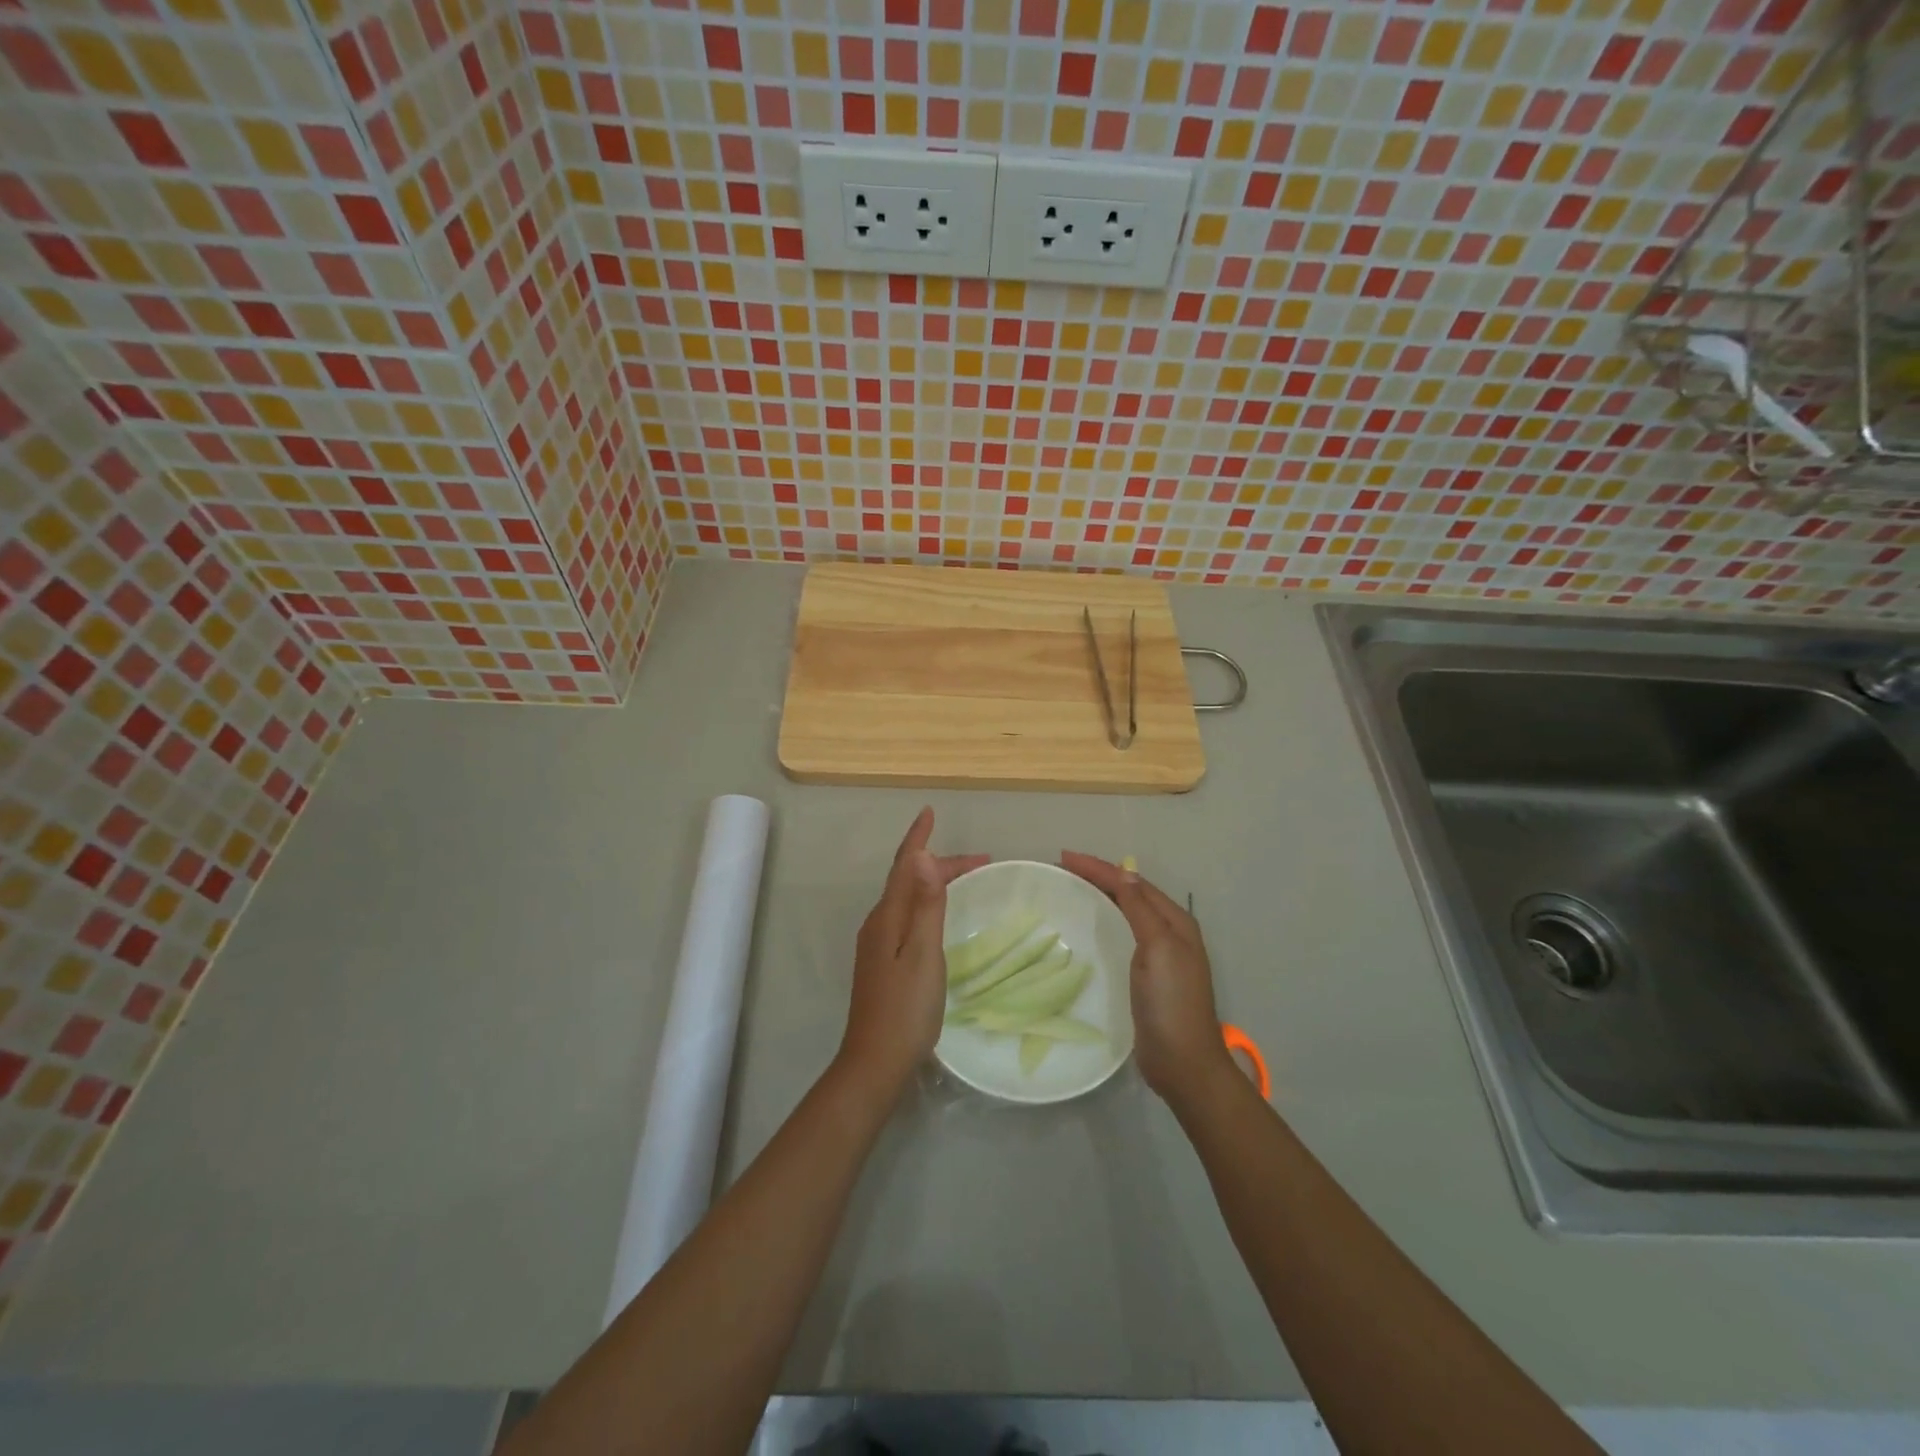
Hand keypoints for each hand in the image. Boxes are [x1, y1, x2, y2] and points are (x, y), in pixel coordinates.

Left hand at [838, 808, 988, 1101]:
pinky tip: (938, 915)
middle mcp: (878, 924)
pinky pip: (907, 916)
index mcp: (887, 917)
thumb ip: (925, 905)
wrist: (875, 1062)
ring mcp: (877, 944)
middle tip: (982, 861)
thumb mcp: (923, 954)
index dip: (917, 837)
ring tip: (965, 879)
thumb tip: (923, 855)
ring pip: (908, 898)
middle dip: (939, 863)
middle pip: (907, 879)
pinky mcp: (882, 962)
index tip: (930, 811)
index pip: (903, 865)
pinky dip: (927, 902)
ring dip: (934, 882)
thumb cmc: (906, 1008)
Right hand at [1060, 852, 1234, 1106]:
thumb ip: (1141, 909)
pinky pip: (1121, 936)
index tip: (1064, 857)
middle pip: (1130, 893)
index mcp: (1175, 922)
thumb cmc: (1172, 1002)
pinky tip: (1088, 927)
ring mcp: (1158, 955)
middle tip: (1063, 868)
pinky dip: (1103, 922)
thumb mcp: (1159, 948)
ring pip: (1125, 913)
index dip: (1100, 867)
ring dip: (1100, 896)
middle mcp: (1169, 932)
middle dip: (1099, 877)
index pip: (1132, 883)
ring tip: (1070, 888)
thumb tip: (1125, 872)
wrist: (1183, 1063)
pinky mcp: (1145, 976)